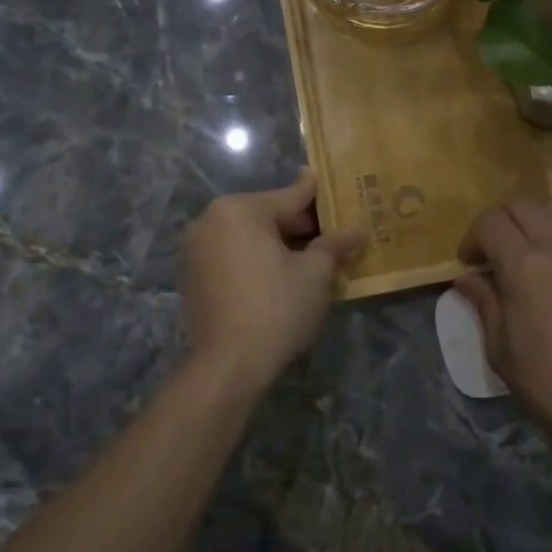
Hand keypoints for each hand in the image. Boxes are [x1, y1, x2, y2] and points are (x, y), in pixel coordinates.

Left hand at [183, 169, 363, 392]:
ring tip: (315, 257)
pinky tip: (285, 276)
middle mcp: (211, 220)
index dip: (320, 196)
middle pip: (268, 215)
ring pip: (251, 237)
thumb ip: (334, 244)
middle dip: (302, 226)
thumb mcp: (315, 273)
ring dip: (281, 244)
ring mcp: (198, 249)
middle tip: (334, 233)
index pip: (290, 196)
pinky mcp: (194, 276)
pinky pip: (235, 256)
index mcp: (239, 210)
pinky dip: (259, 260)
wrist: (228, 366)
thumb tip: (356, 229)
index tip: (337, 185)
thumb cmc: (276, 308)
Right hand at [456, 198, 551, 453]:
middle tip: (493, 250)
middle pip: (522, 204)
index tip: (470, 263)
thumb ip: (483, 302)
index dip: (473, 237)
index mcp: (522, 266)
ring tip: (528, 244)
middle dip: (500, 220)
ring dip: (534, 217)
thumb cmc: (545, 380)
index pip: (490, 222)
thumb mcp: (499, 347)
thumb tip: (465, 278)